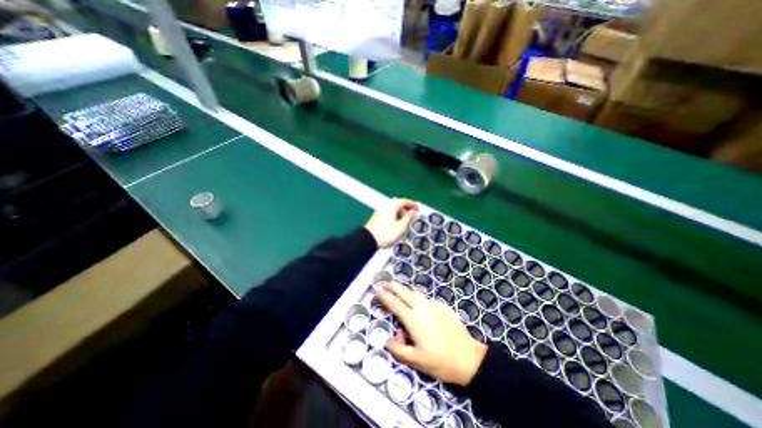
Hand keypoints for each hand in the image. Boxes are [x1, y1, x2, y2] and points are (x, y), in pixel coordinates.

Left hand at [365, 199, 418, 247]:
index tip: (418, 209)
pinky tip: (396, 225)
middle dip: (406, 209)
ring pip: (393, 209)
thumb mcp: (401, 226)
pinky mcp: (377, 217)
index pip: (404, 201)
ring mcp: (380, 211)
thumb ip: (408, 218)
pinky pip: (389, 213)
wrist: (368, 239)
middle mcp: (386, 205)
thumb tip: (413, 211)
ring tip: (405, 222)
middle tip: (412, 216)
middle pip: (398, 204)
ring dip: (400, 213)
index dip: (412, 204)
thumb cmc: (386, 233)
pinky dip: (395, 216)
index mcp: (392, 205)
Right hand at [374, 282, 488, 385]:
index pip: (394, 304)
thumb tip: (388, 341)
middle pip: (405, 292)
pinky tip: (421, 306)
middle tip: (386, 283)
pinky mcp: (443, 306)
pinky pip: (427, 299)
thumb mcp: (415, 361)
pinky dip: (420, 299)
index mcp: (413, 319)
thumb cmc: (439, 361)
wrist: (468, 358)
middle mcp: (422, 308)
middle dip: (394, 286)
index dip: (384, 296)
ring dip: (407, 291)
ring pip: (416, 293)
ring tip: (401, 291)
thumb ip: (398, 350)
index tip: (377, 290)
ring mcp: (434, 305)